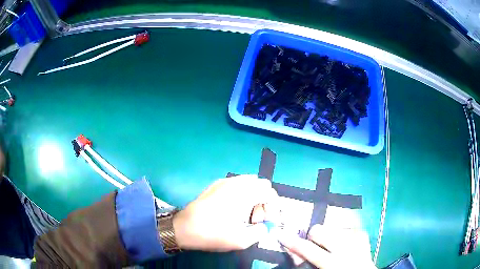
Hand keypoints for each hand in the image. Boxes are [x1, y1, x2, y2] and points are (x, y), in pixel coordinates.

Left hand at [172, 175, 278, 250]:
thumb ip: (261, 232)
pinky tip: (233, 211)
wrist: (183, 228)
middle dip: (263, 201)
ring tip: (244, 216)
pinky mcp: (215, 186)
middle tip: (255, 219)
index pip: (269, 191)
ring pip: (249, 184)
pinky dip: (242, 195)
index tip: (266, 222)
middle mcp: (235, 182)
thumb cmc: (213, 234)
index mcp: (244, 193)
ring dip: (253, 198)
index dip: (273, 207)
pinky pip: (236, 185)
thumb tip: (265, 226)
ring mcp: (224, 182)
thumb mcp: (241, 240)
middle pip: (261, 185)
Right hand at [277, 224, 376, 268]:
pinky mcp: (362, 233)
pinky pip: (343, 227)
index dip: (292, 241)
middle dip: (313, 237)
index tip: (280, 233)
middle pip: (319, 230)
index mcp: (333, 263)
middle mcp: (347, 248)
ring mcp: (356, 238)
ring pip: (330, 227)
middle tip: (315, 246)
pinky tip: (343, 244)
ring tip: (332, 246)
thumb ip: (305, 262)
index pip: (307, 249)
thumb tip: (291, 250)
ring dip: (327, 236)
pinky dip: (339, 235)